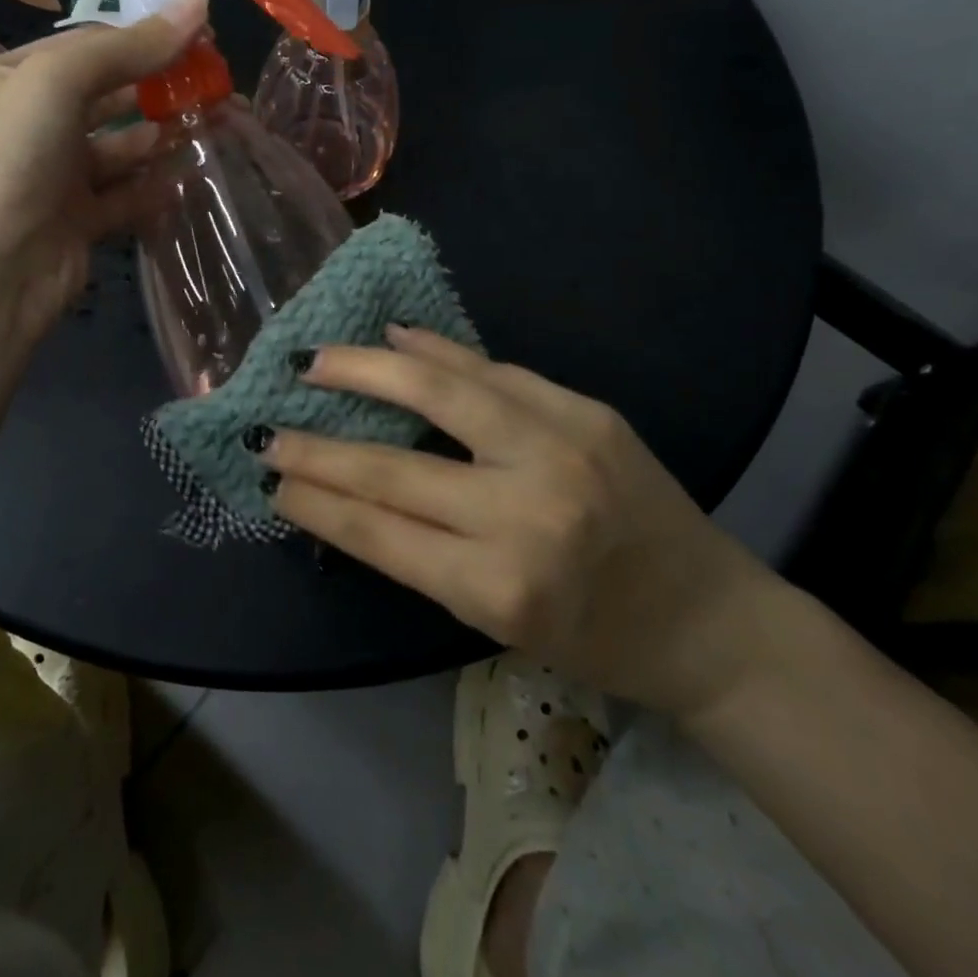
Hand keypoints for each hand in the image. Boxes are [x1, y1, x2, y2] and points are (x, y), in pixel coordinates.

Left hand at [0, 0, 205, 342]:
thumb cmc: (10, 162)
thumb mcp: (57, 83)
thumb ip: (129, 46)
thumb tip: (198, 3)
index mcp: (12, 80)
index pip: (88, 48)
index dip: (145, 39)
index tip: (203, 40)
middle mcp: (32, 126)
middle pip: (108, 96)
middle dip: (158, 89)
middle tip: (216, 87)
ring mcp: (56, 178)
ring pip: (121, 148)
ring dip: (161, 138)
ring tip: (212, 127)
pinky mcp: (79, 222)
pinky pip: (126, 195)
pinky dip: (155, 186)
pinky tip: (189, 176)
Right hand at [261, 326, 784, 717]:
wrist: (709, 617)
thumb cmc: (595, 640)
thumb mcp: (496, 621)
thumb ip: (422, 553)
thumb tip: (346, 492)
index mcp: (498, 587)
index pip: (378, 531)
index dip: (315, 500)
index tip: (269, 475)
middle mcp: (525, 512)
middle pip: (393, 467)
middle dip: (318, 446)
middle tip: (269, 426)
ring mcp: (561, 449)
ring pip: (440, 392)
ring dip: (367, 370)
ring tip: (315, 359)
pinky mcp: (587, 410)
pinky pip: (495, 371)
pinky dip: (439, 351)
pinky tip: (398, 336)